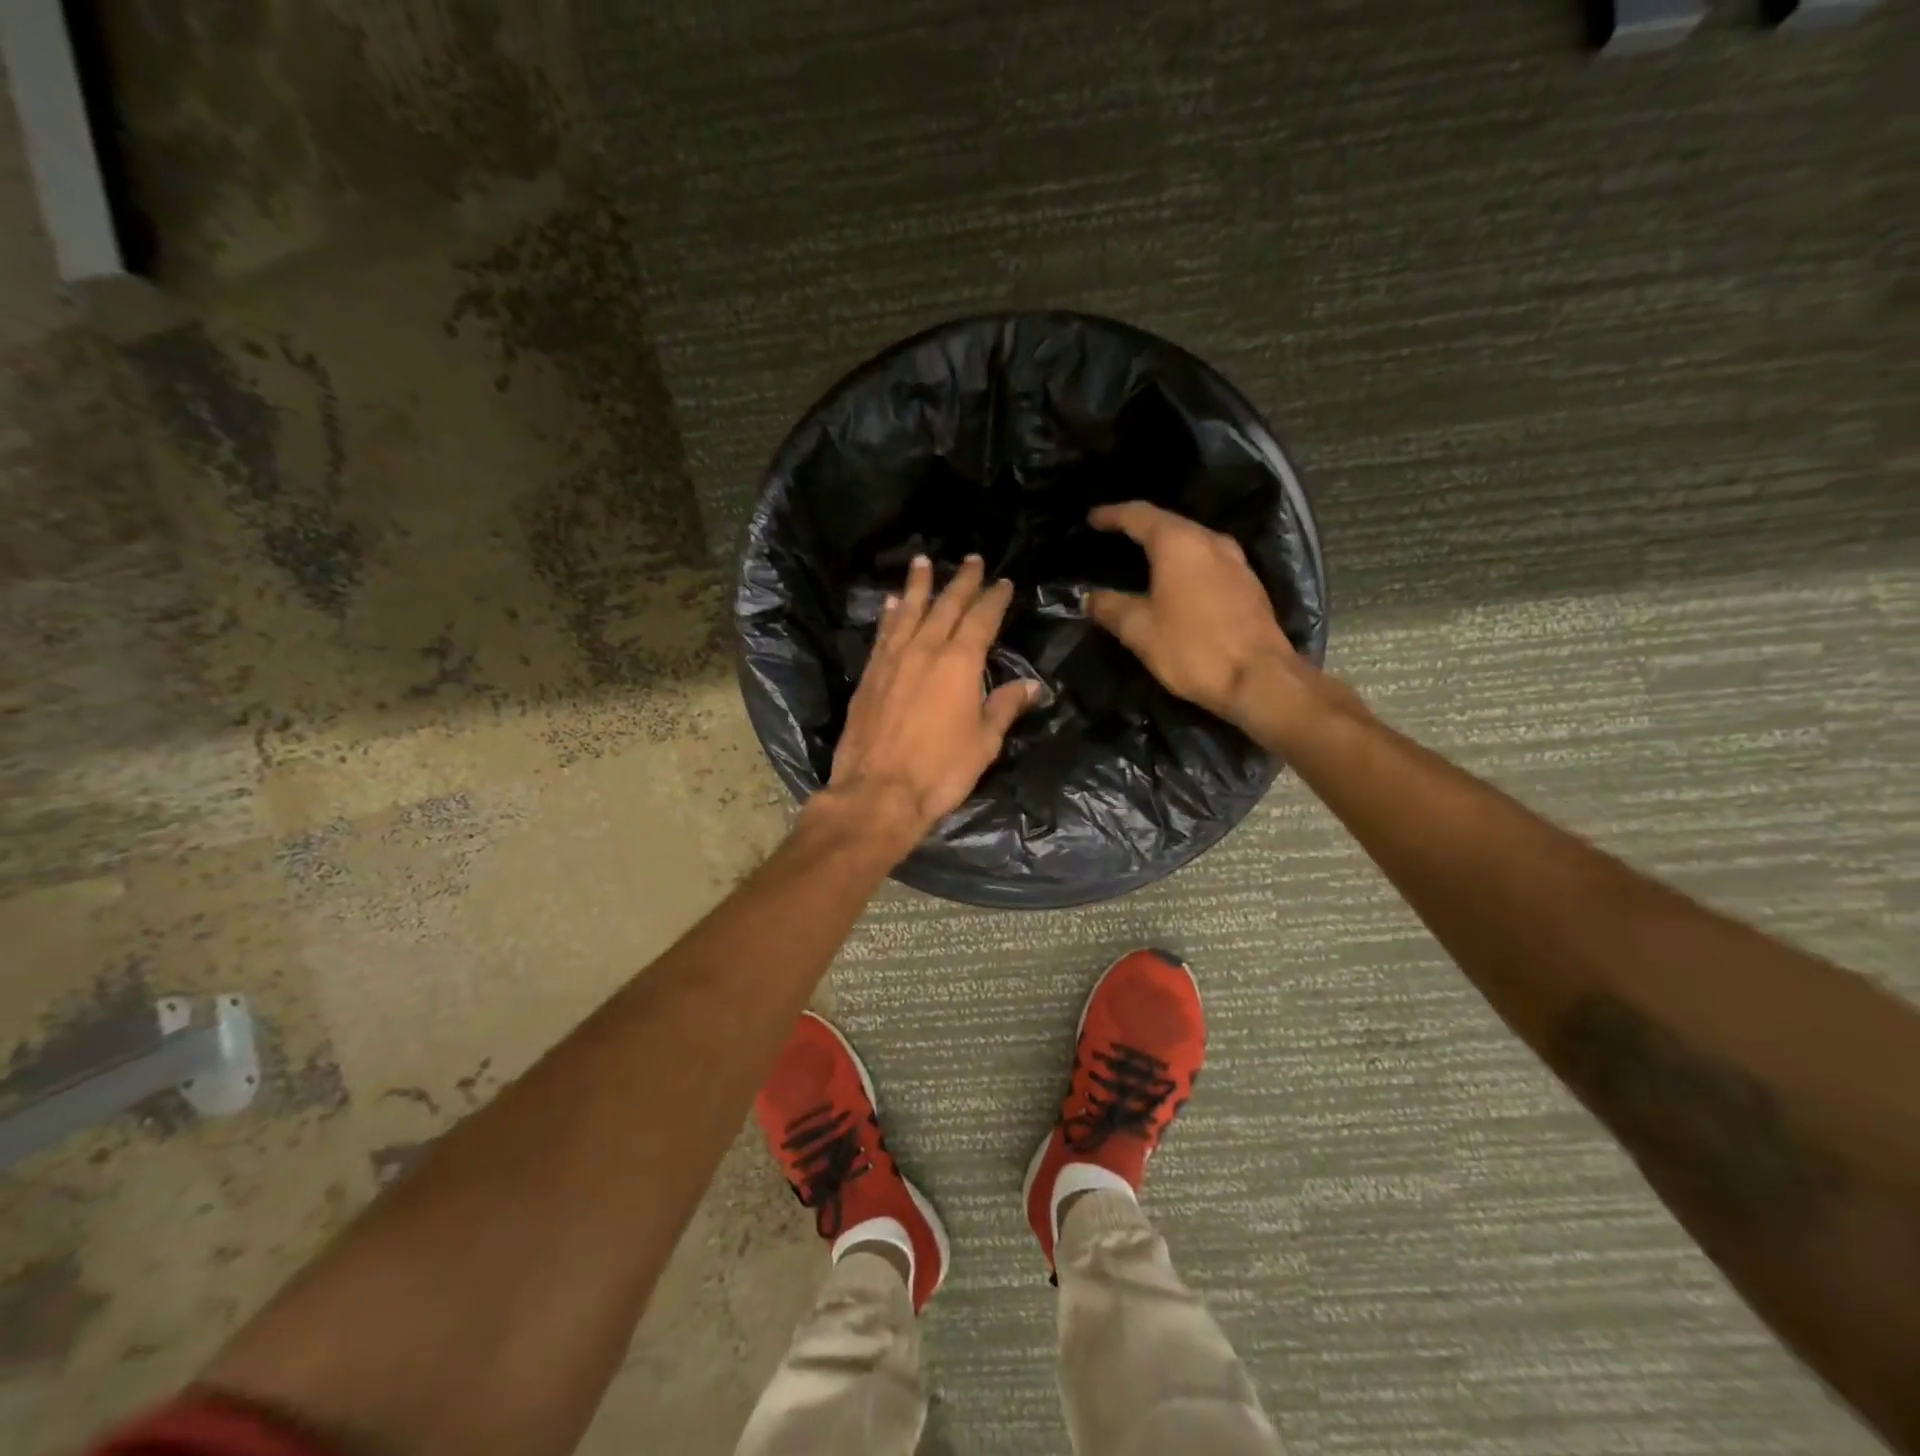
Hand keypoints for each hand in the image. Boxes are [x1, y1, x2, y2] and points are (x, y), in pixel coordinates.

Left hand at [823, 553, 1041, 850]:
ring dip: (918, 585)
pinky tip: (892, 604)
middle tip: (971, 559)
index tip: (1003, 582)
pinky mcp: (869, 675)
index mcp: (960, 663)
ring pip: (908, 611)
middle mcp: (925, 650)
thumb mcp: (984, 742)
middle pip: (946, 606)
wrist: (878, 792)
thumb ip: (1004, 707)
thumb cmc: (940, 771)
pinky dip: (890, 615)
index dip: (994, 598)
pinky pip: (883, 634)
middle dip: (961, 581)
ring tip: (923, 561)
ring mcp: (892, 660)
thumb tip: (1032, 686)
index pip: (982, 619)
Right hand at [1085, 502, 1325, 734]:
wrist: (1259, 678)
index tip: (1092, 519)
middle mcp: (1210, 541)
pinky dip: (1185, 565)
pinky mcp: (1248, 584)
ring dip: (1166, 548)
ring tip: (1142, 560)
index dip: (1112, 515)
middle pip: (1169, 524)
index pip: (1139, 515)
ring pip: (1192, 542)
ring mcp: (1235, 561)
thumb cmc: (1192, 648)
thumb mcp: (1139, 630)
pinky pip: (1208, 562)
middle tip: (1114, 538)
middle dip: (1139, 528)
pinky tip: (1175, 584)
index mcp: (1178, 543)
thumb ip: (1110, 608)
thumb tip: (1090, 598)